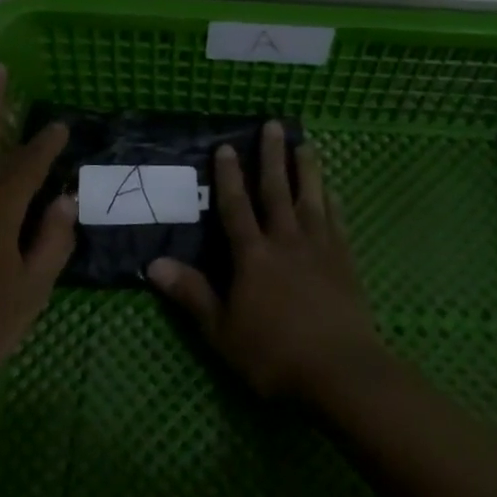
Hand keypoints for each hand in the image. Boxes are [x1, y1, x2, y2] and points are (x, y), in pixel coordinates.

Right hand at [148, 121, 384, 401]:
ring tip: (305, 144)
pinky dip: (332, 202)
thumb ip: (191, 294)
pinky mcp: (345, 261)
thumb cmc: (274, 354)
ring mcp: (319, 248)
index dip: (228, 176)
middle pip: (276, 191)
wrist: (341, 372)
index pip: (236, 207)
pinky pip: (337, 222)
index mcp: (253, 256)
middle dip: (271, 157)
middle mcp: (285, 241)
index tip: (226, 146)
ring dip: (307, 170)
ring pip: (311, 199)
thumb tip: (152, 264)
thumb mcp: (222, 330)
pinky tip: (332, 191)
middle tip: (273, 125)